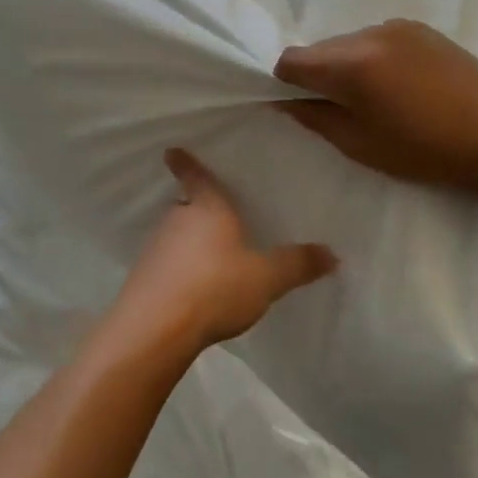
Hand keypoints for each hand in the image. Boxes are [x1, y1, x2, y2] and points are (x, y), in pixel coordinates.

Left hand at [113, 150, 337, 354]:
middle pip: (186, 205)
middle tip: (210, 212)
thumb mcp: (266, 278)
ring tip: (208, 254)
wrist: (157, 326)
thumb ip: (296, 265)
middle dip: (195, 208)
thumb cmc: (215, 287)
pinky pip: (166, 262)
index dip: (186, 163)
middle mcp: (177, 220)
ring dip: (187, 241)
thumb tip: (333, 254)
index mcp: (208, 208)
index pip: (197, 177)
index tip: (171, 150)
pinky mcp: (144, 276)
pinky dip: (178, 268)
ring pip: (175, 234)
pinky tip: (192, 286)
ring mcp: (156, 247)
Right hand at [274, 19, 477, 201]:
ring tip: (376, 98)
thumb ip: (314, 117)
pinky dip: (373, 58)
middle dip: (318, 75)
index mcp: (351, 64)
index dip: (285, 83)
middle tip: (341, 108)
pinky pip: (376, 39)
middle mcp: (368, 34)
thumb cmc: (426, 150)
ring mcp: (397, 27)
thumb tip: (286, 101)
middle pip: (319, 49)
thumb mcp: (360, 144)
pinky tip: (399, 85)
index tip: (300, 105)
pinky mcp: (420, 28)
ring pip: (348, 43)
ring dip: (347, 65)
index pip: (291, 60)